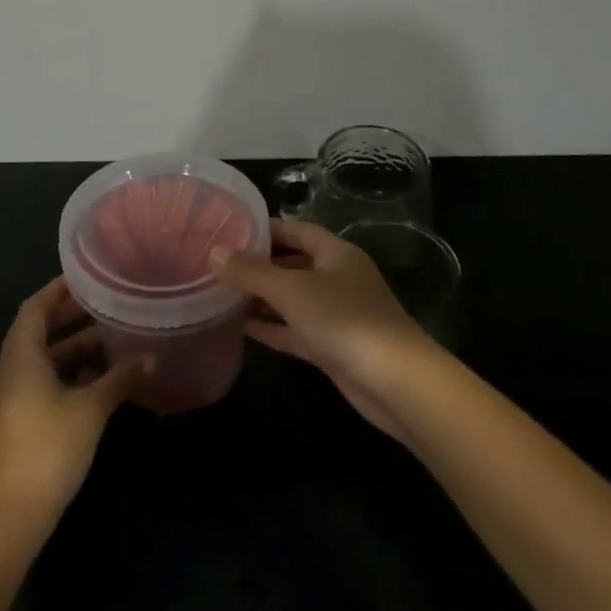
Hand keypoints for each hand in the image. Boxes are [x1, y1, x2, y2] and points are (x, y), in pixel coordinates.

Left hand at [0, 278, 145, 537]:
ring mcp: (14, 397)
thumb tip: (150, 356)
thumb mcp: (90, 410)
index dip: (59, 289)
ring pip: (46, 359)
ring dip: (76, 348)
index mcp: (20, 356)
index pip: (35, 307)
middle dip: (73, 317)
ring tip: (114, 337)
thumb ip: (119, 379)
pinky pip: (46, 382)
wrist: (9, 515)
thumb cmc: (47, 448)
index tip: (89, 277)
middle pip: (40, 331)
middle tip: (110, 304)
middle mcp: (12, 369)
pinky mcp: (21, 420)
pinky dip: (71, 374)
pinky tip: (103, 378)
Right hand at [210, 219, 438, 441]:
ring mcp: (336, 314)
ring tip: (220, 293)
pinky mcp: (332, 346)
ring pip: (292, 299)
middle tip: (217, 264)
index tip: (228, 230)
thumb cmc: (343, 320)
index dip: (264, 229)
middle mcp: (337, 278)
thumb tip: (215, 252)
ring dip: (261, 298)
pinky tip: (240, 326)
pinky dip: (271, 326)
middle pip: (292, 263)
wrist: (395, 382)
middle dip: (258, 265)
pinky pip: (295, 329)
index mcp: (335, 253)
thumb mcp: (291, 290)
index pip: (295, 230)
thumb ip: (251, 272)